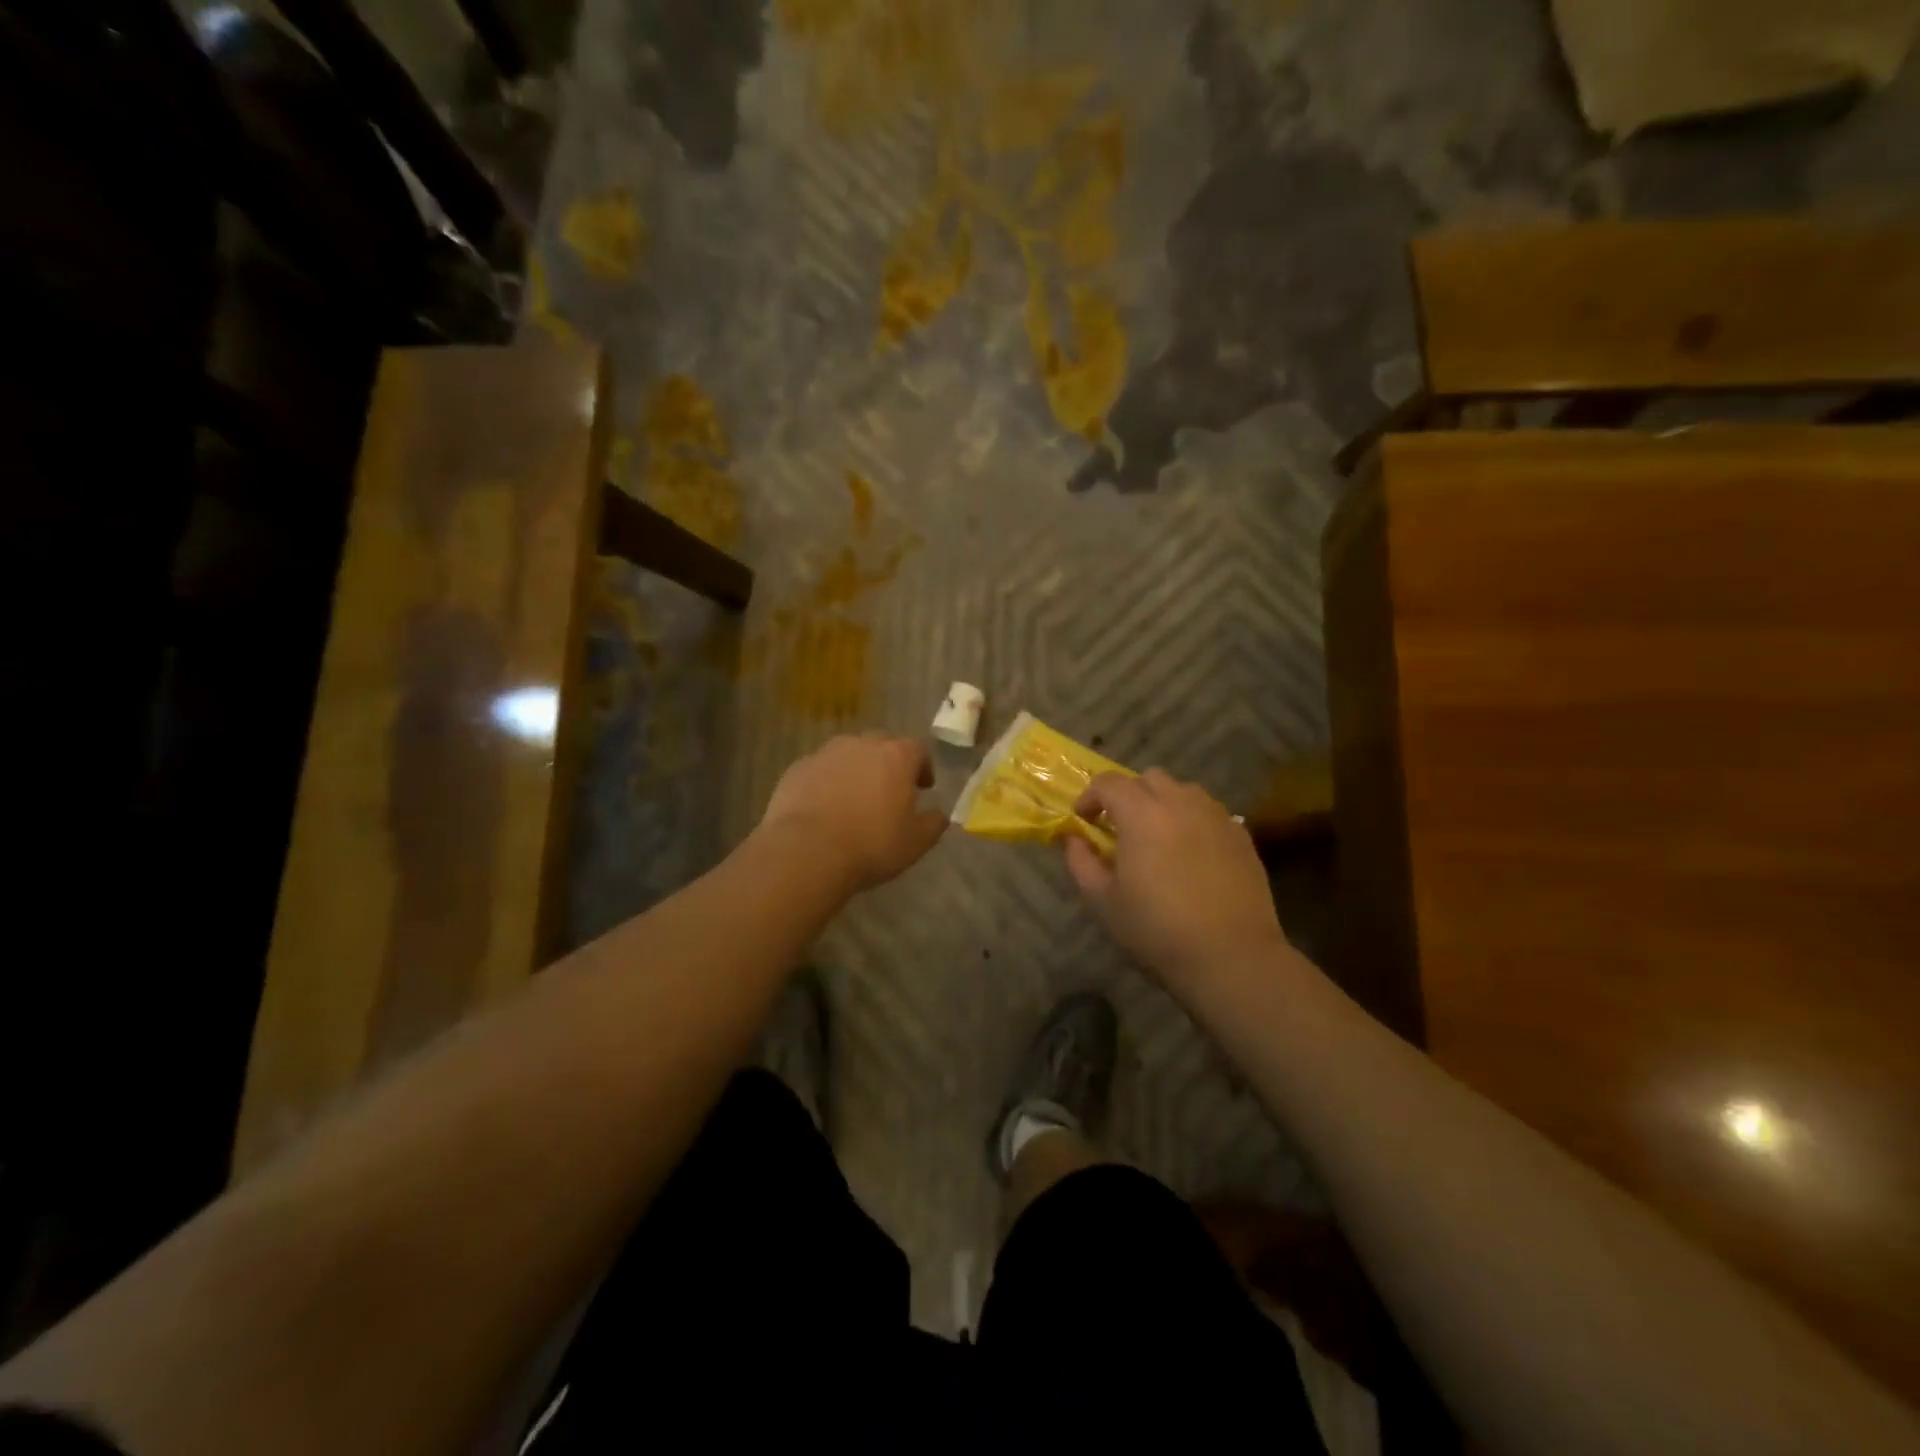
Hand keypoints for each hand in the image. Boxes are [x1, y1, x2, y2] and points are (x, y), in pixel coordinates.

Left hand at [759, 733, 947, 891]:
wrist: (806, 851)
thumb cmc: (871, 845)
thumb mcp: (915, 843)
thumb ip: (933, 824)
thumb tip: (939, 815)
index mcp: (896, 756)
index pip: (918, 750)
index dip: (922, 768)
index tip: (923, 787)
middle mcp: (862, 744)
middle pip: (881, 746)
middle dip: (888, 764)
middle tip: (889, 791)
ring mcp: (826, 753)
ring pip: (848, 755)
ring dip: (856, 770)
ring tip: (854, 799)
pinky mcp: (798, 768)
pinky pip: (820, 770)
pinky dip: (827, 782)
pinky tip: (824, 807)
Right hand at [1065, 769, 1286, 992]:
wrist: (1231, 956)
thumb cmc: (1157, 929)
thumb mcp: (1103, 901)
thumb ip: (1081, 862)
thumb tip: (1073, 839)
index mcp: (1141, 813)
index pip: (1109, 783)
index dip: (1090, 796)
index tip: (1083, 820)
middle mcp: (1181, 803)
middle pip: (1149, 778)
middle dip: (1129, 794)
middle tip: (1120, 827)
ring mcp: (1216, 816)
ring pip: (1183, 791)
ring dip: (1163, 803)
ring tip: (1158, 837)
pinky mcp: (1241, 835)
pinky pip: (1210, 813)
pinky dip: (1192, 821)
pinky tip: (1190, 854)